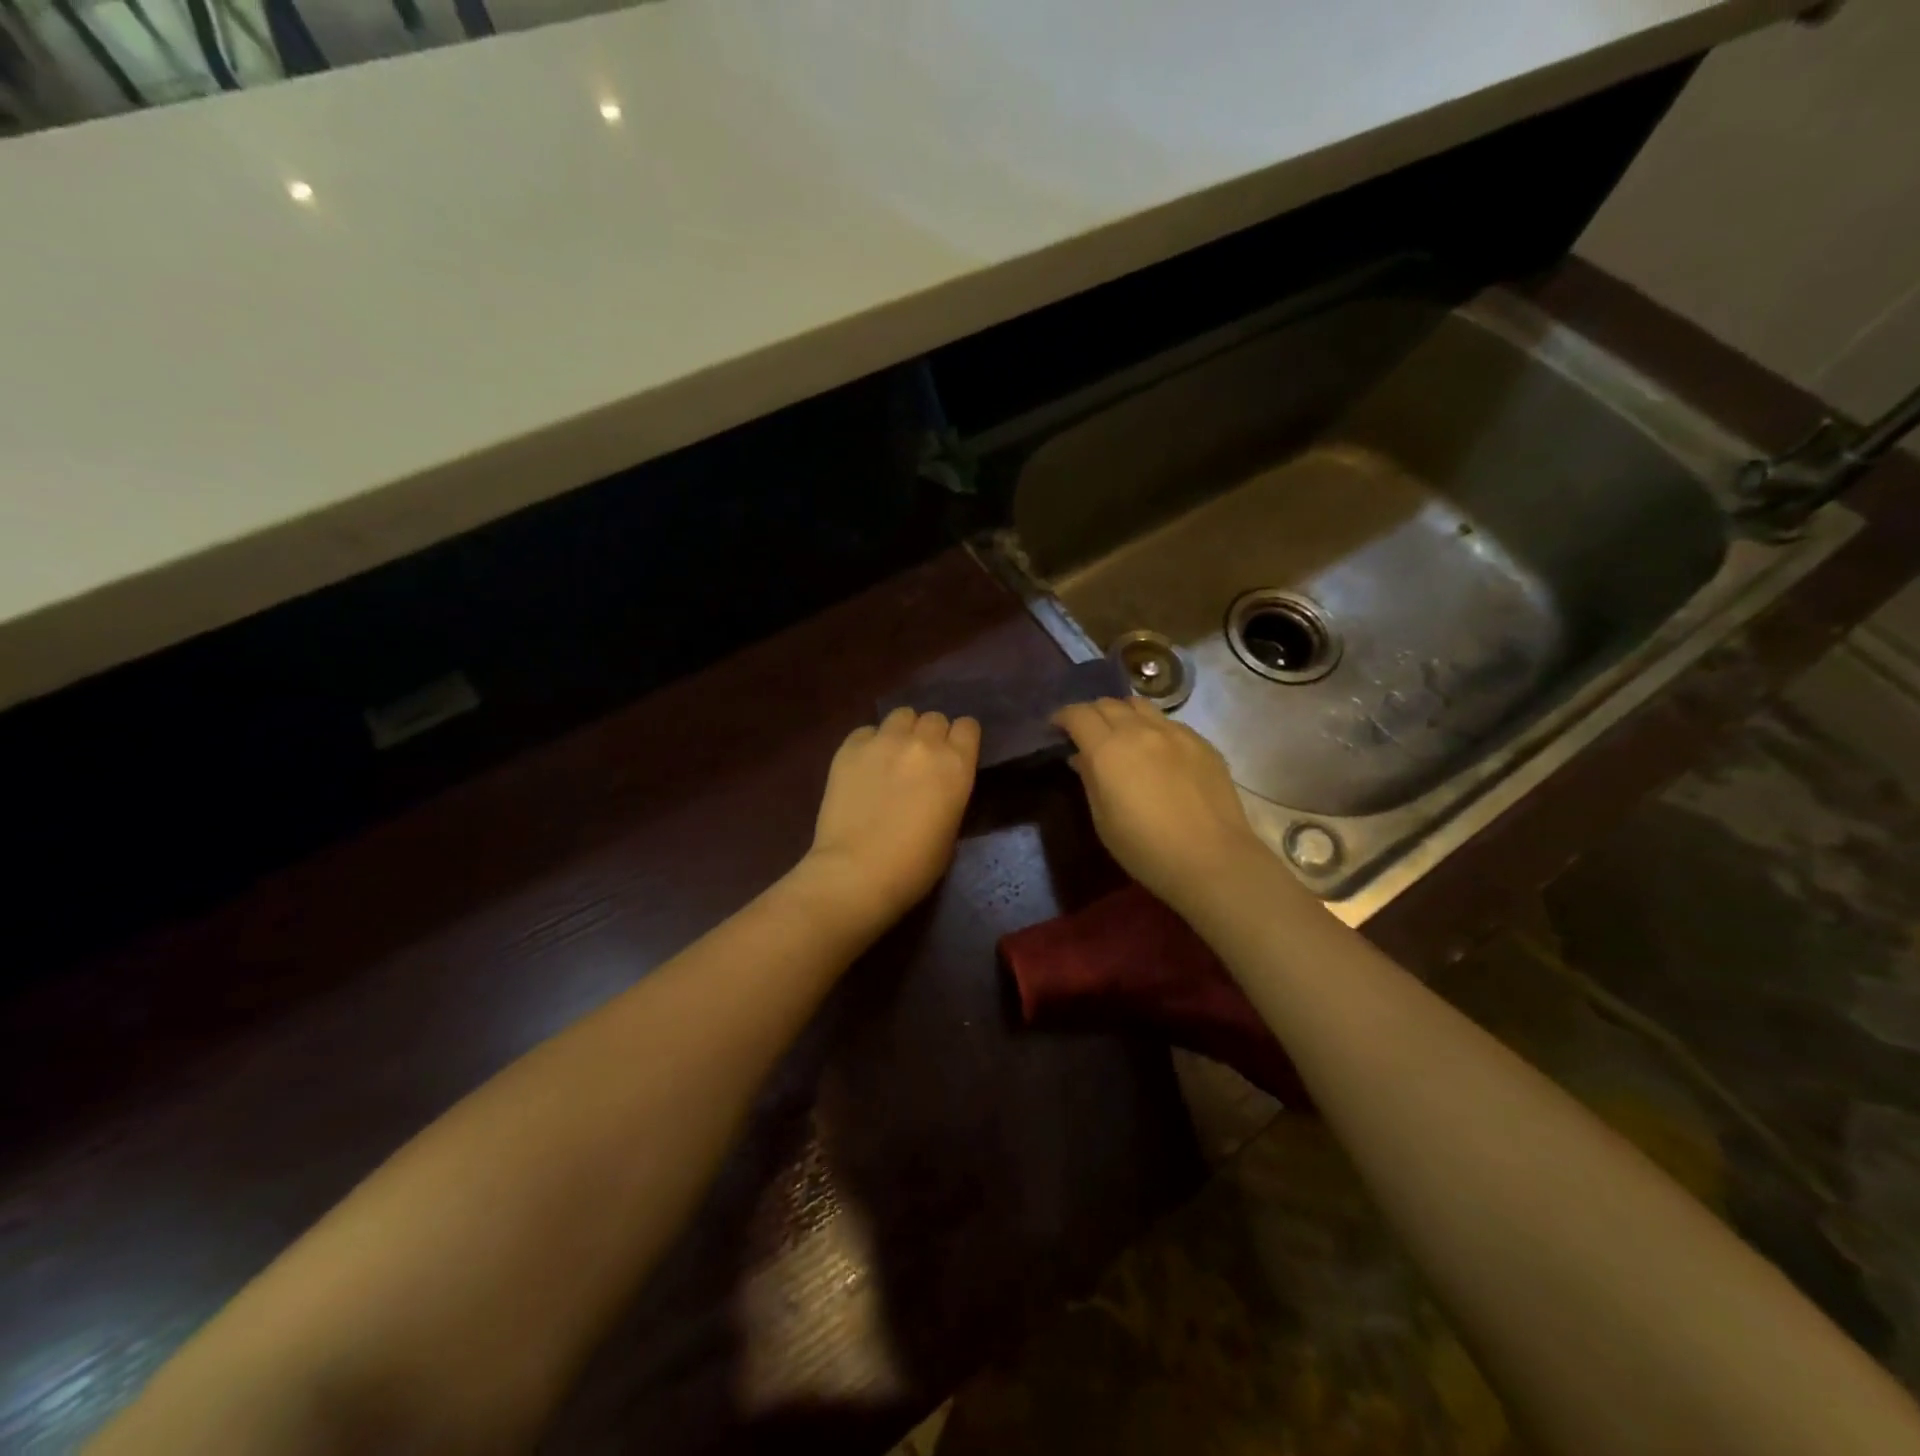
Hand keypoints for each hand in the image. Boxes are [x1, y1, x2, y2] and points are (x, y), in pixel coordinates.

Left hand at [801, 707, 980, 929]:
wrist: (857, 873)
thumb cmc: (914, 866)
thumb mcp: (950, 827)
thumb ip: (949, 791)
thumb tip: (938, 783)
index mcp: (955, 764)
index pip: (967, 726)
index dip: (961, 739)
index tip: (954, 754)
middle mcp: (923, 743)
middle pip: (934, 718)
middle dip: (931, 735)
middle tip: (921, 761)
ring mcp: (883, 741)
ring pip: (901, 715)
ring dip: (902, 732)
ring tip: (891, 756)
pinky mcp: (849, 748)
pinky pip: (866, 731)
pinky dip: (869, 743)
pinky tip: (863, 767)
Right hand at [1053, 697, 1266, 918]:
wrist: (1211, 859)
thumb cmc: (1145, 848)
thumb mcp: (1102, 819)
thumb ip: (1089, 779)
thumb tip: (1081, 757)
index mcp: (1107, 749)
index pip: (1078, 714)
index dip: (1063, 717)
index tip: (1057, 729)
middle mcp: (1139, 730)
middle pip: (1107, 703)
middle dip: (1091, 714)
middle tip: (1087, 733)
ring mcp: (1175, 732)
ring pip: (1140, 705)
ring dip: (1123, 714)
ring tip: (1122, 735)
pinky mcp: (1202, 742)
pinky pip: (1169, 723)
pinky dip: (1153, 728)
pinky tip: (1158, 753)